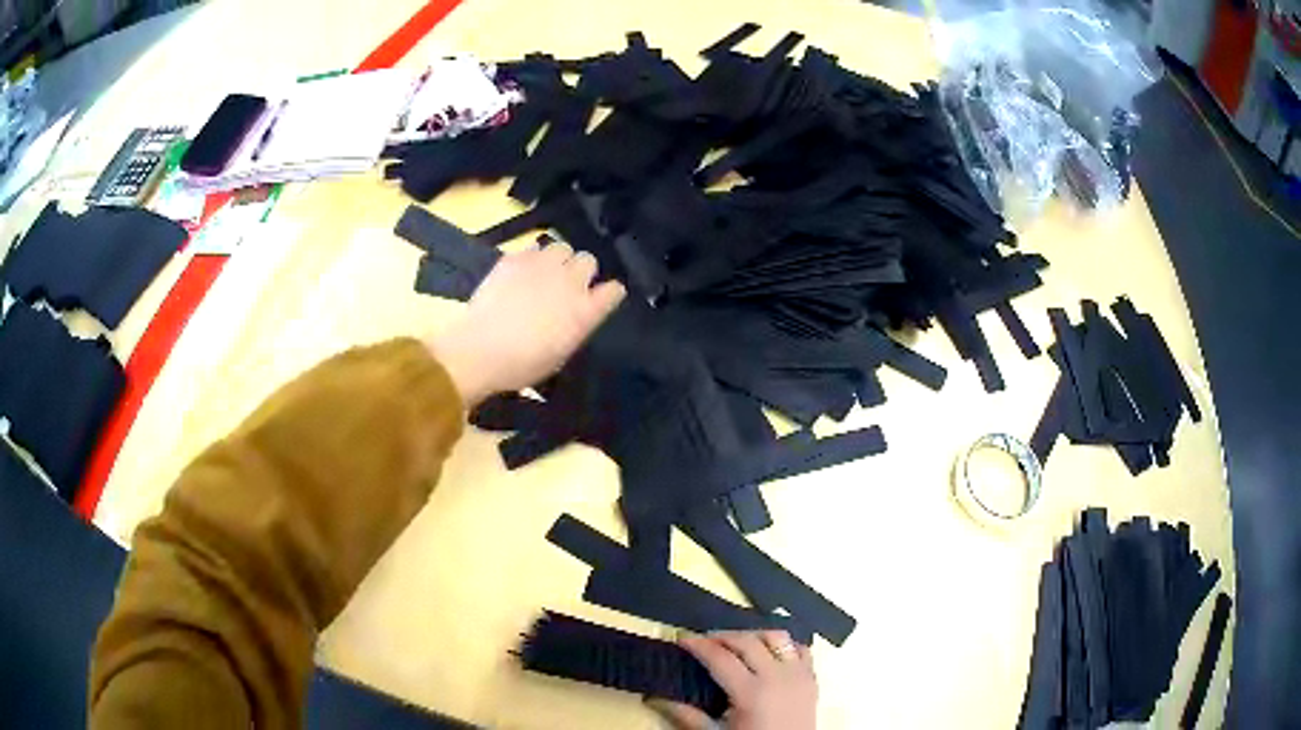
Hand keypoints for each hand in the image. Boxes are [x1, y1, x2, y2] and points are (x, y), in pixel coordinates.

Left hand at [428, 239, 625, 405]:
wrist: (481, 349)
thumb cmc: (522, 364)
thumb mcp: (560, 353)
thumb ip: (575, 327)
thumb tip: (576, 315)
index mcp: (585, 311)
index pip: (613, 290)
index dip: (609, 293)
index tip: (603, 297)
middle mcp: (569, 282)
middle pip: (589, 260)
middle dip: (582, 270)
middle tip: (567, 285)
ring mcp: (542, 266)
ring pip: (562, 247)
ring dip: (559, 259)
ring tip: (545, 273)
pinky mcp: (516, 259)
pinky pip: (534, 248)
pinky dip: (533, 258)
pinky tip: (522, 272)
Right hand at [648, 631, 817, 729]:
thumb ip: (688, 716)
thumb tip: (657, 698)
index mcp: (751, 693)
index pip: (720, 658)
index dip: (698, 645)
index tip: (681, 639)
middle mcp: (777, 677)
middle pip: (747, 641)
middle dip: (722, 636)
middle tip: (703, 640)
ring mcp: (799, 674)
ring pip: (776, 638)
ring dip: (753, 635)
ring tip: (735, 643)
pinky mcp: (813, 677)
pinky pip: (800, 648)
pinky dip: (782, 644)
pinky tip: (768, 652)